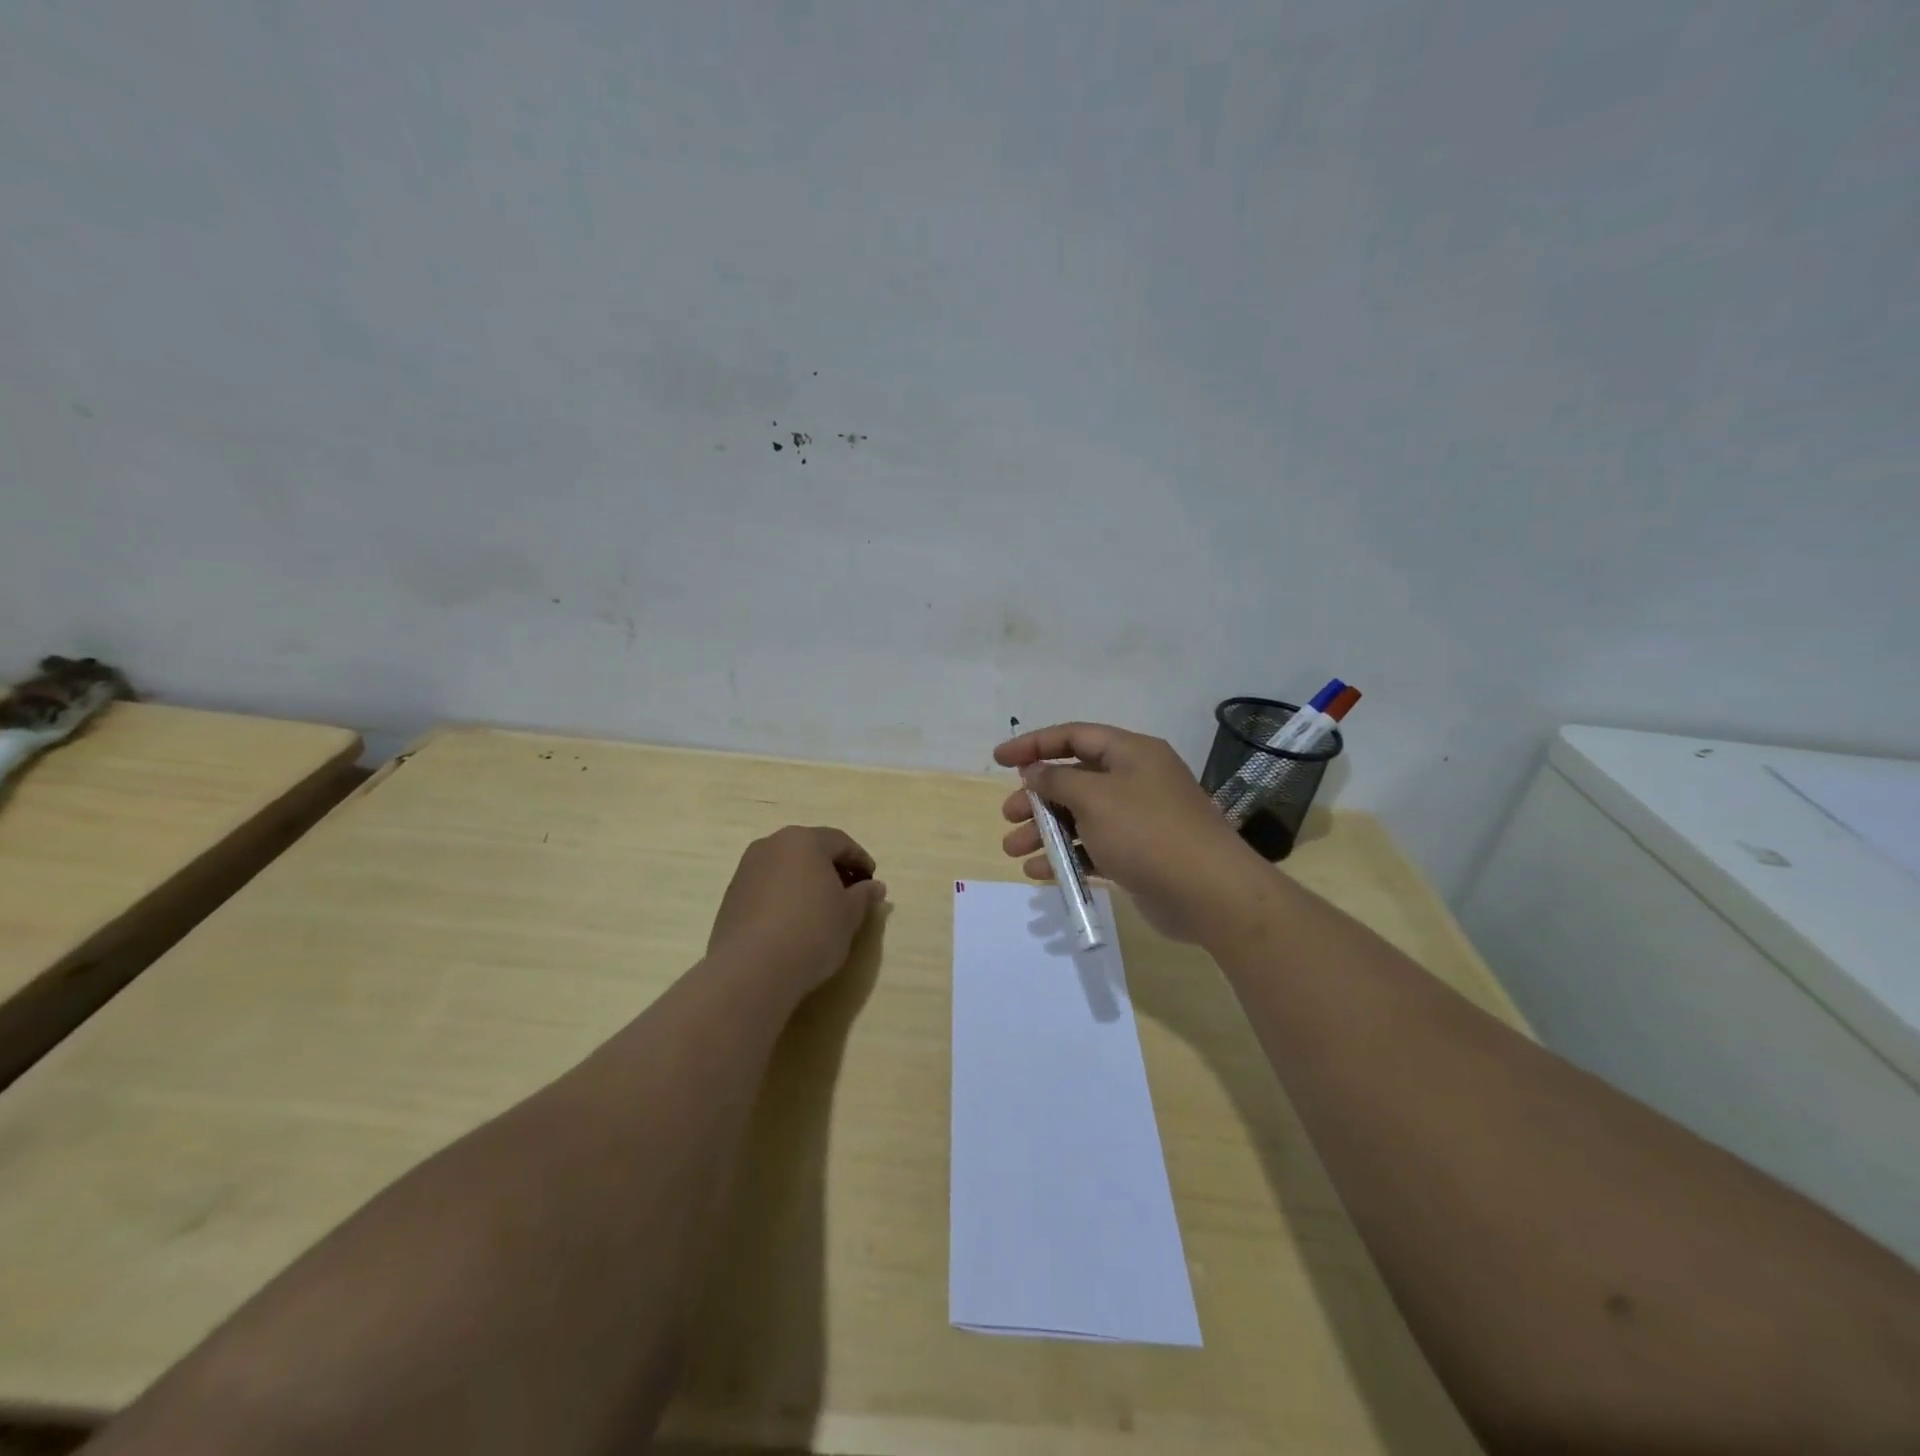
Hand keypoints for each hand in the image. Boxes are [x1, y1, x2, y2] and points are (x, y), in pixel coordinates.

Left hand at [707, 826, 886, 997]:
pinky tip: (793, 924)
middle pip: (810, 851)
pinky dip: (784, 897)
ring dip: (806, 883)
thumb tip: (874, 886)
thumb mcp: (849, 915)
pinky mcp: (731, 897)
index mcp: (803, 840)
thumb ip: (864, 896)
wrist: (752, 969)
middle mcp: (771, 845)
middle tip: (849, 894)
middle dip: (832, 869)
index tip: (871, 882)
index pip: (840, 842)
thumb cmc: (812, 931)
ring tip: (821, 911)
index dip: (860, 860)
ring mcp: (746, 870)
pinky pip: (766, 888)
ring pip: (785, 868)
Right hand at [995, 723, 1261, 941]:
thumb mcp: (1094, 797)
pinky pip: (1093, 848)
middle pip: (1074, 779)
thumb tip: (1036, 771)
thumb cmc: (1146, 831)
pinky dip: (1067, 857)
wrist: (1208, 892)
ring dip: (1045, 831)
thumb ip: (1058, 780)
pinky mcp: (1138, 855)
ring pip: (1080, 817)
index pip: (1074, 736)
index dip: (1034, 744)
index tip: (1000, 758)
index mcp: (1130, 753)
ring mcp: (1138, 819)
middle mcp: (1135, 780)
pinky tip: (1039, 872)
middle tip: (1009, 816)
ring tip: (1013, 850)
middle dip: (1037, 797)